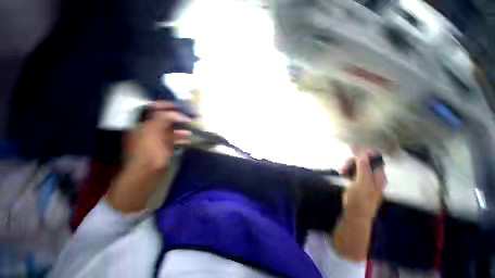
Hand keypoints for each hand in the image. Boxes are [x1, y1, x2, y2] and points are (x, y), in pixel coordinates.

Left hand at [123, 101, 191, 173]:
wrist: (146, 174)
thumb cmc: (148, 151)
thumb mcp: (153, 131)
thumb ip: (164, 118)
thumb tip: (179, 114)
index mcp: (142, 123)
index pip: (153, 108)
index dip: (166, 105)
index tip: (180, 106)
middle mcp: (148, 129)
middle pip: (164, 119)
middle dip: (177, 117)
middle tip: (190, 116)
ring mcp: (156, 139)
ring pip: (171, 130)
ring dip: (182, 128)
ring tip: (193, 128)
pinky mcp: (163, 148)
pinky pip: (174, 140)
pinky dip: (182, 139)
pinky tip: (190, 139)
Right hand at [340, 152, 386, 219]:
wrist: (355, 213)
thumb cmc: (360, 199)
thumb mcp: (362, 183)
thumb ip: (364, 168)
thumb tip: (364, 154)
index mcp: (379, 175)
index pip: (374, 158)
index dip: (364, 153)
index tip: (352, 151)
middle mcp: (374, 175)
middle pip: (364, 161)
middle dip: (352, 162)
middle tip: (343, 167)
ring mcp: (366, 178)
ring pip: (357, 165)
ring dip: (348, 166)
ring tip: (342, 172)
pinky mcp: (358, 181)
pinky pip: (353, 171)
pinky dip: (348, 170)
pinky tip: (343, 175)